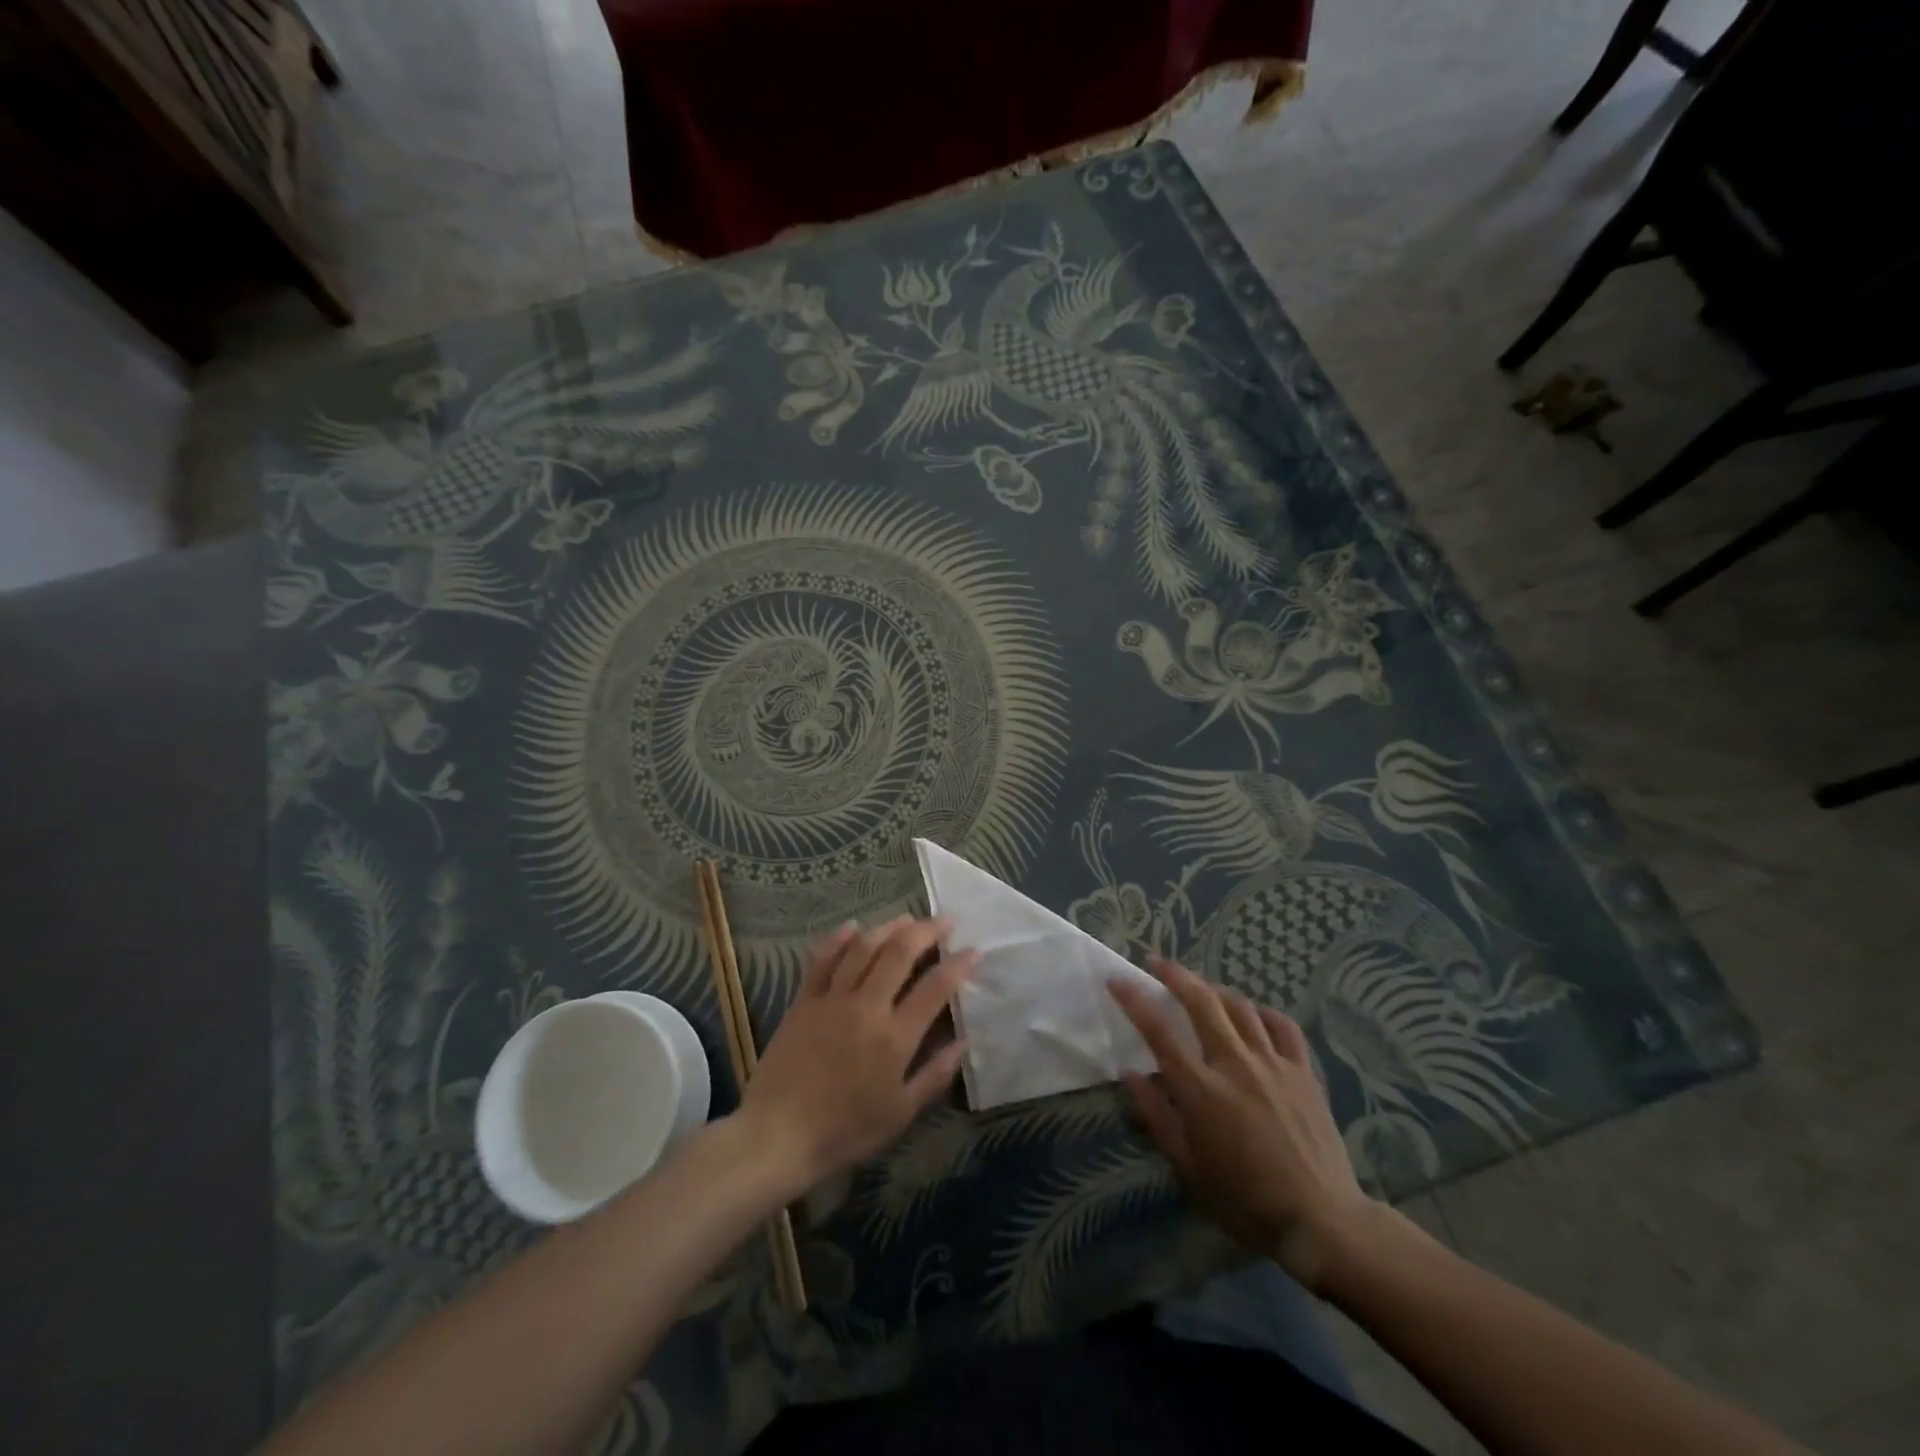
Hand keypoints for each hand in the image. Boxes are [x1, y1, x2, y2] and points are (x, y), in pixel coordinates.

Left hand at [739, 917, 975, 1196]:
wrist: (777, 1135)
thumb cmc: (845, 1131)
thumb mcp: (900, 1114)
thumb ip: (935, 1075)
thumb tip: (965, 1042)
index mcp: (895, 1037)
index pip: (935, 988)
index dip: (958, 965)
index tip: (974, 951)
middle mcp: (866, 1007)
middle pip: (900, 954)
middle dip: (927, 932)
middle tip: (946, 921)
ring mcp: (832, 999)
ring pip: (864, 948)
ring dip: (888, 927)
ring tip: (907, 918)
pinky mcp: (803, 1000)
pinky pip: (822, 959)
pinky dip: (839, 939)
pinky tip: (853, 926)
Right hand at [1107, 957, 1370, 1291]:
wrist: (1321, 1222)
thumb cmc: (1246, 1202)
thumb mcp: (1188, 1167)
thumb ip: (1156, 1116)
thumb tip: (1130, 1074)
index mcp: (1201, 1090)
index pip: (1159, 1032)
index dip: (1134, 1000)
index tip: (1117, 980)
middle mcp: (1235, 1064)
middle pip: (1201, 1002)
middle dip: (1175, 975)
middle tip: (1156, 963)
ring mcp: (1273, 1064)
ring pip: (1240, 1006)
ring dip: (1214, 990)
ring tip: (1200, 988)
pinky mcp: (1303, 1072)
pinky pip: (1282, 1026)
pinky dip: (1262, 1012)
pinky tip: (1252, 1014)